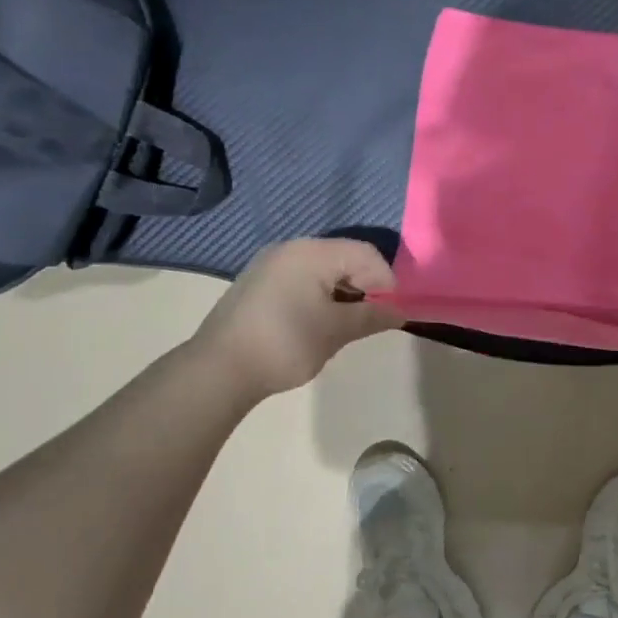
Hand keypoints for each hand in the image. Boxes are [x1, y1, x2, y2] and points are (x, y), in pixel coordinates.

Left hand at [190, 239, 401, 397]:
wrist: (218, 369)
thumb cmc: (285, 343)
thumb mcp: (335, 331)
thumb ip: (371, 317)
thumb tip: (399, 312)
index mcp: (312, 252)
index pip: (365, 253)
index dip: (386, 280)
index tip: (390, 312)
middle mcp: (291, 248)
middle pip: (343, 257)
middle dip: (364, 286)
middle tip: (370, 319)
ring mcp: (270, 264)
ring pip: (321, 269)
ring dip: (341, 292)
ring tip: (344, 325)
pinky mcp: (257, 283)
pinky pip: (300, 279)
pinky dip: (318, 295)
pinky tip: (316, 323)